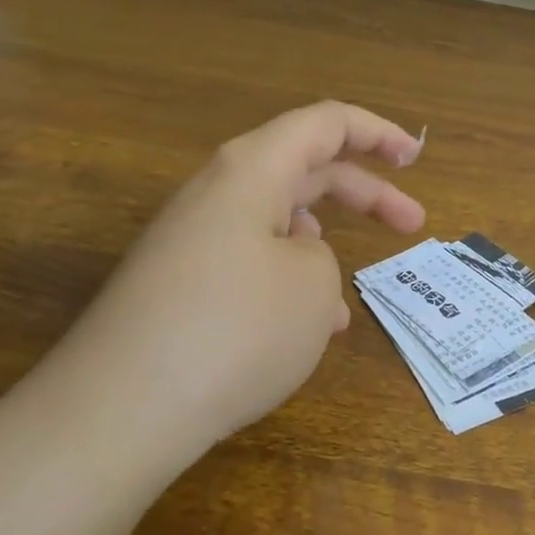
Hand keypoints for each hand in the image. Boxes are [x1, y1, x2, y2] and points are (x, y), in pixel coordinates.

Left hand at [37, 102, 425, 466]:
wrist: (118, 411)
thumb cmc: (235, 328)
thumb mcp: (312, 285)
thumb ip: (319, 256)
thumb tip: (292, 259)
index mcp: (252, 170)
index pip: (325, 124)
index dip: (377, 134)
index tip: (416, 160)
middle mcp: (217, 194)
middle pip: (305, 172)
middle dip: (364, 195)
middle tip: (413, 225)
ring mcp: (191, 241)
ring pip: (276, 225)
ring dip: (322, 252)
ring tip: (345, 308)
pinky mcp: (177, 287)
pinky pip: (248, 266)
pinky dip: (286, 286)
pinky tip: (300, 334)